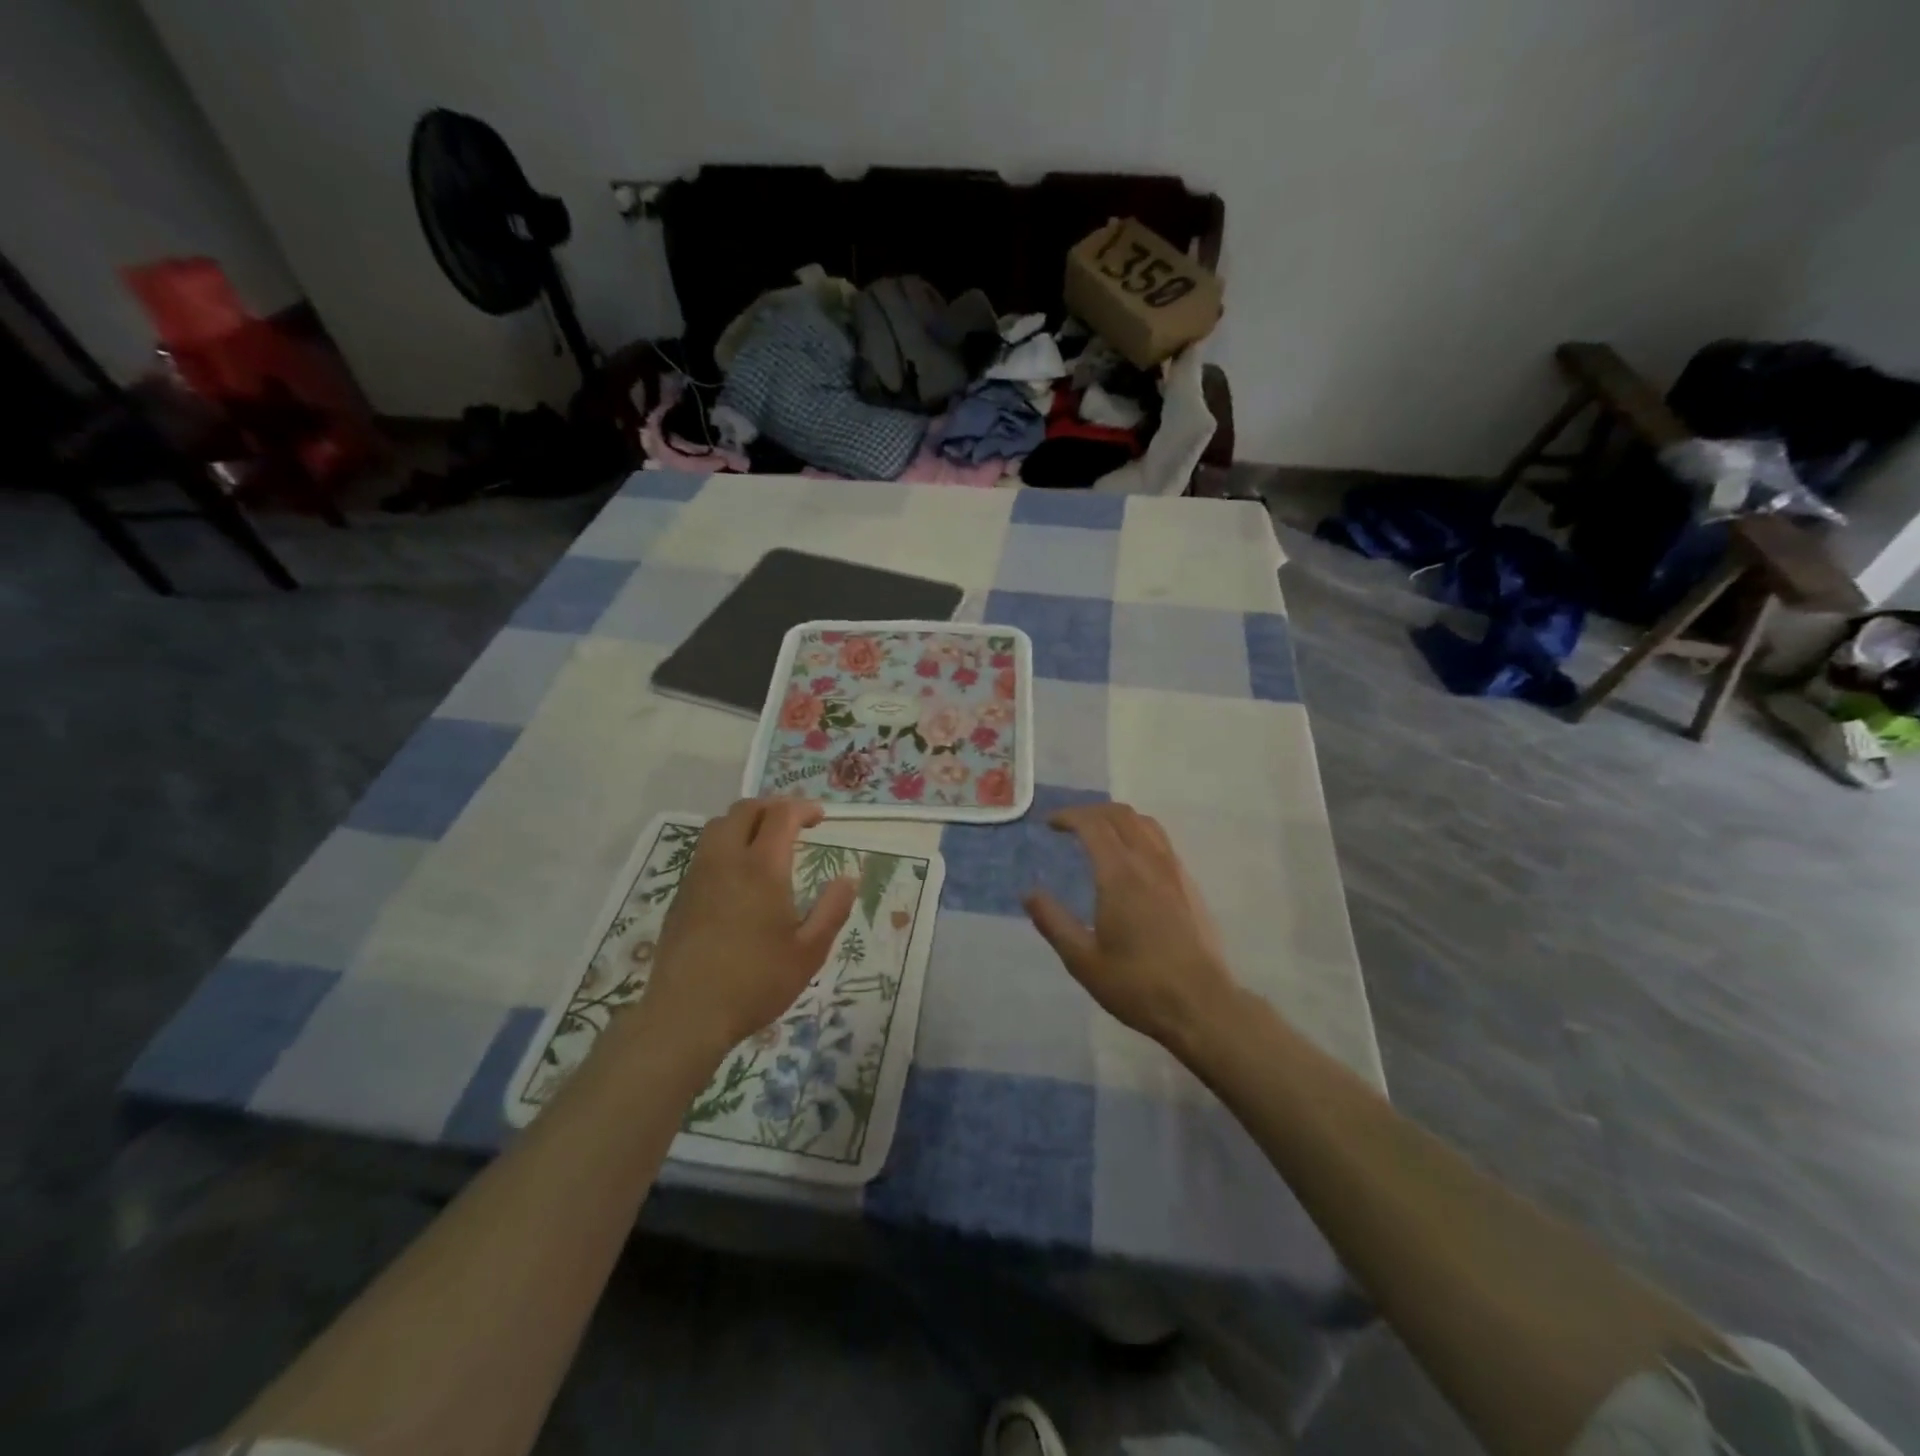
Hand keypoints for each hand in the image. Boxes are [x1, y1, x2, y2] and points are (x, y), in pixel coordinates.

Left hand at [637, 799, 855, 1061]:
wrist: (687, 1014)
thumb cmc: (756, 982)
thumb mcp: (809, 952)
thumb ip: (833, 910)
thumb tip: (848, 879)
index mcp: (762, 868)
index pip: (781, 815)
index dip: (803, 808)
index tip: (820, 818)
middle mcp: (726, 860)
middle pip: (745, 809)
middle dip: (773, 806)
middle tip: (794, 822)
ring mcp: (698, 876)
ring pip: (718, 826)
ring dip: (745, 821)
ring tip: (765, 841)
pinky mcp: (681, 895)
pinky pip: (705, 851)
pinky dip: (726, 844)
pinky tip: (738, 873)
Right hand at [1024, 803, 1237, 1050]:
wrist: (1201, 1005)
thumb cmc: (1137, 985)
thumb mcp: (1083, 960)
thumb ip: (1053, 922)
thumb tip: (1029, 893)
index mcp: (1120, 875)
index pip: (1093, 824)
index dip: (1068, 816)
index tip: (1049, 824)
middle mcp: (1149, 862)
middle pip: (1120, 814)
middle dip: (1091, 811)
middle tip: (1069, 826)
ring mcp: (1174, 871)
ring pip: (1145, 823)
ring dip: (1117, 819)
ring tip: (1098, 834)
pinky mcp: (1189, 885)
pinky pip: (1161, 841)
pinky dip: (1138, 833)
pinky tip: (1130, 860)